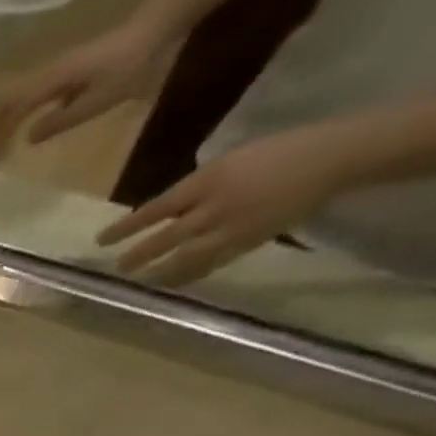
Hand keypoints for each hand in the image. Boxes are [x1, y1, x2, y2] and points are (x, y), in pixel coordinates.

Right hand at [0, 22, 175, 162]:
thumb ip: (62, 119)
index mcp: (52, 82)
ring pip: (18, 101)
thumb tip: (28, 137)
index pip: (12, 110)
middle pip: (9, 104)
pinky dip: (19, 117)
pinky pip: (32, 99)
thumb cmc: (129, 66)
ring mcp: (56, 74)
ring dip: (3, 125)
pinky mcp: (65, 75)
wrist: (157, 28)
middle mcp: (49, 75)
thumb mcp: (98, 99)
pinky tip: (19, 133)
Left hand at [97, 125, 351, 284]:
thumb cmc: (280, 151)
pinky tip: (171, 285)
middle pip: (165, 238)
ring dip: (158, 273)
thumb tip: (166, 211)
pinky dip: (187, 276)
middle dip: (138, 256)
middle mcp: (215, 206)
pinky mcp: (247, 243)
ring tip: (139, 283)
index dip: (126, 227)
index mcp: (210, 179)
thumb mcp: (232, 160)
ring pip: (184, 259)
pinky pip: (209, 265)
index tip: (101, 240)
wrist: (334, 157)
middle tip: (116, 269)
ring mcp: (231, 228)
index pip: (157, 208)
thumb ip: (197, 188)